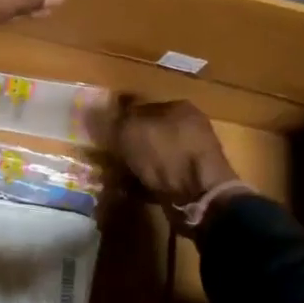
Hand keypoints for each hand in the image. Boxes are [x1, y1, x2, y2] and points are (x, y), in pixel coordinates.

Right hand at [113, 99, 237, 208]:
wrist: (199, 196)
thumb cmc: (165, 154)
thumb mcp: (130, 131)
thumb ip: (115, 120)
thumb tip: (104, 116)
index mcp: (178, 107)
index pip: (143, 105)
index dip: (122, 118)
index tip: (106, 132)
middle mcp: (190, 127)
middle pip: (151, 132)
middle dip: (131, 144)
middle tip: (112, 156)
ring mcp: (195, 155)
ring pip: (156, 155)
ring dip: (139, 164)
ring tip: (120, 175)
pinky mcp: (195, 181)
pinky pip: (163, 176)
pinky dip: (149, 182)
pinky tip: (135, 189)